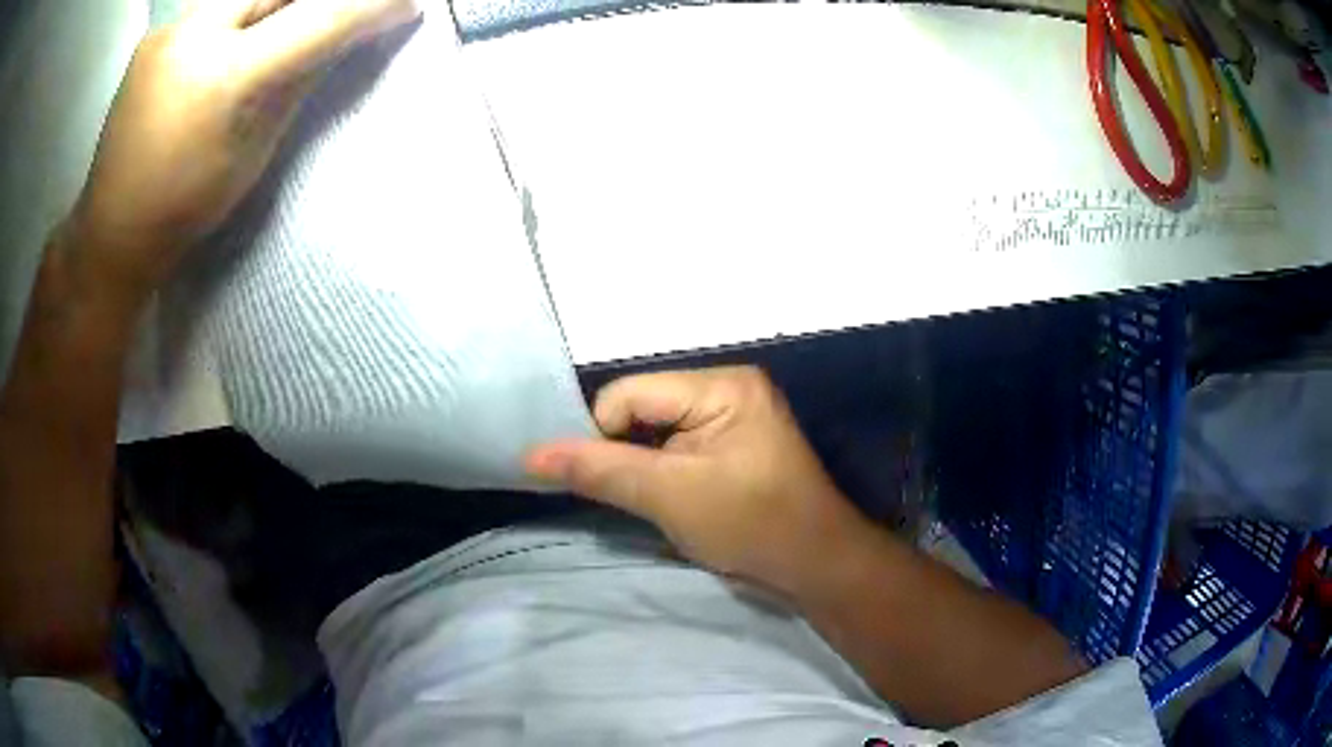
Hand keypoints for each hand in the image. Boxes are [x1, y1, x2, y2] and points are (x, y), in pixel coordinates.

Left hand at [69, 0, 420, 294]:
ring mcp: (171, 28)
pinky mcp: (158, 32)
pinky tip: (237, 38)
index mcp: (225, 79)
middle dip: (315, 0)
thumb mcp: (255, 149)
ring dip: (278, 1)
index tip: (406, 4)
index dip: (372, 5)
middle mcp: (195, 35)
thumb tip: (348, 33)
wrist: (112, 229)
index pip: (320, 17)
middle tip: (337, 14)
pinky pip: (216, 2)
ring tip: (281, 31)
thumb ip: (301, 79)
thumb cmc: (185, 206)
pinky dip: (242, 10)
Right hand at [526, 367, 865, 594]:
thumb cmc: (752, 525)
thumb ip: (599, 471)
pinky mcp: (731, 446)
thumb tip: (530, 455)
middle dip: (623, 452)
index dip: (601, 436)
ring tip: (650, 501)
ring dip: (640, 466)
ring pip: (653, 432)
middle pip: (641, 409)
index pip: (628, 395)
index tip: (601, 484)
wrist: (816, 567)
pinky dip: (659, 473)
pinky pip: (674, 448)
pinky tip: (664, 500)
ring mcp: (731, 418)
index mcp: (721, 385)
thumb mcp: (669, 497)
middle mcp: (726, 389)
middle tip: (628, 496)